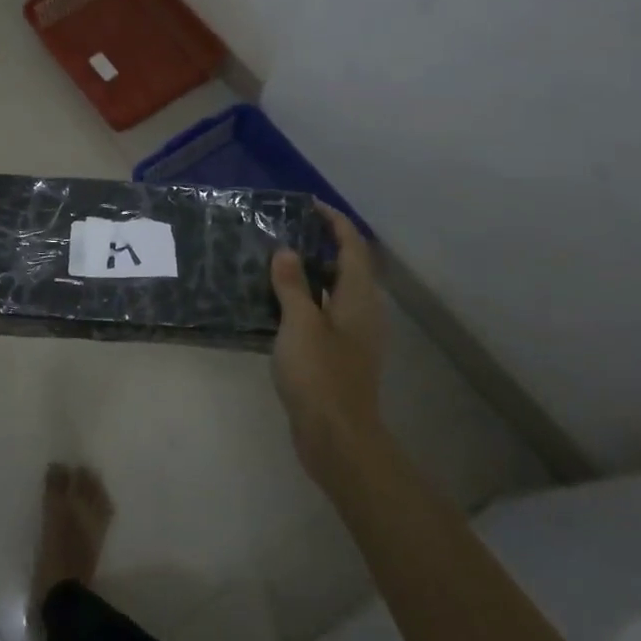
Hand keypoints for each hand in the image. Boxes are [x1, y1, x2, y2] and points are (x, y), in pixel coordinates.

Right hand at [270, 205, 386, 488]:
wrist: (337, 436)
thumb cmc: (320, 375)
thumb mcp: (300, 324)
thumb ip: (292, 285)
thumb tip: (286, 251)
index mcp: (359, 297)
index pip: (352, 246)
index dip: (334, 221)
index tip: (308, 205)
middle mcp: (363, 310)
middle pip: (348, 265)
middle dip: (321, 243)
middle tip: (285, 231)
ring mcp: (354, 334)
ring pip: (336, 290)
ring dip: (312, 271)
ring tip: (277, 261)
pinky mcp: (342, 353)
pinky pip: (326, 312)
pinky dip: (308, 298)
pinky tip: (278, 304)